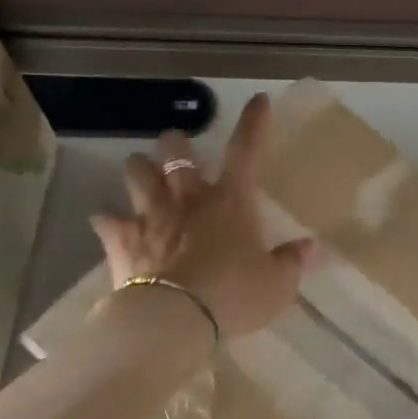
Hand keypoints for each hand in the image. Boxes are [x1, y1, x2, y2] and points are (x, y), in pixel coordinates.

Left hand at [90, 93, 316, 340]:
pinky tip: (107, 222)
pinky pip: (107, 221)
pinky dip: (108, 220)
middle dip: (176, 144)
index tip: (258, 99)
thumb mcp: (277, 284)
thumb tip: (311, 248)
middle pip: (176, 153)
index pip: (246, 151)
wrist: (175, 319)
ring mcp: (152, 216)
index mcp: (230, 201)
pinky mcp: (123, 240)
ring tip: (141, 172)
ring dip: (140, 170)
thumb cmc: (234, 295)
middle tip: (176, 147)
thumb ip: (292, 262)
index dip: (254, 123)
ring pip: (137, 174)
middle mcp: (189, 199)